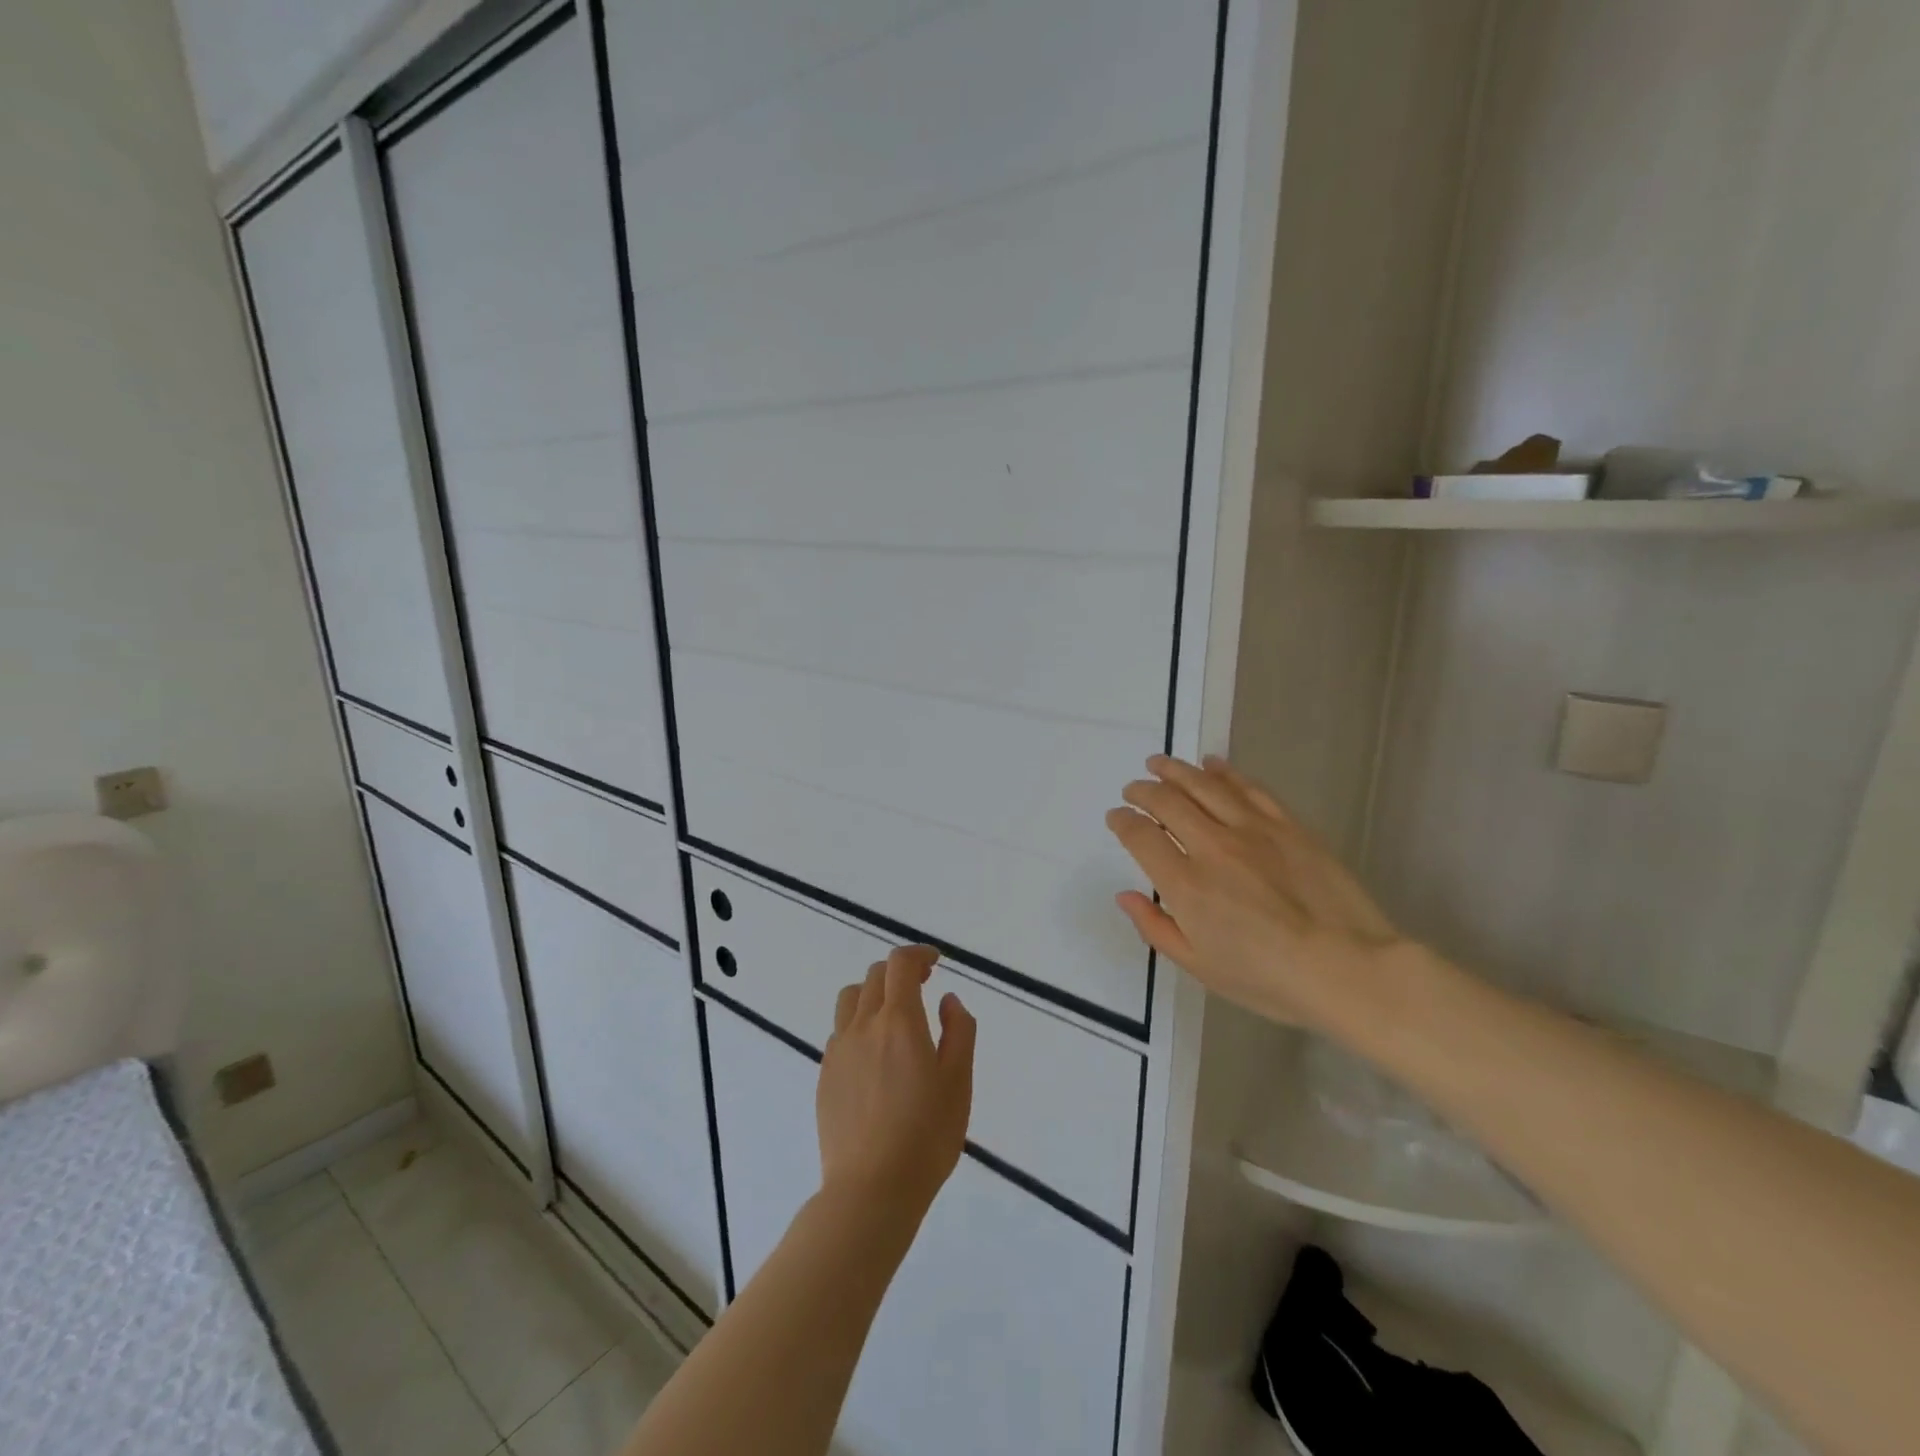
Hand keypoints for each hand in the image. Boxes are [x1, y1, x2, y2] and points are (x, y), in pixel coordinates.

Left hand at [818, 946, 975, 1227]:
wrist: (871, 1189)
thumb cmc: (926, 1135)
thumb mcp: (958, 1082)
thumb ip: (959, 1031)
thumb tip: (948, 1000)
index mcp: (899, 1021)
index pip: (900, 964)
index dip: (918, 954)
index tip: (935, 963)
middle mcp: (863, 1025)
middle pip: (875, 976)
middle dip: (900, 973)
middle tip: (922, 987)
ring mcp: (839, 1050)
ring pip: (850, 999)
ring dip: (873, 994)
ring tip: (893, 1016)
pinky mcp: (825, 1075)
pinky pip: (840, 1032)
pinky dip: (859, 1025)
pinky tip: (874, 1055)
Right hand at [1104, 754, 1406, 1028]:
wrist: (1347, 969)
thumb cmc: (1267, 979)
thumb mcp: (1199, 966)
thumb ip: (1156, 927)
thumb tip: (1125, 896)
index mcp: (1186, 885)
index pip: (1141, 837)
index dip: (1122, 821)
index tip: (1117, 817)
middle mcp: (1212, 848)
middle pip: (1167, 802)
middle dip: (1143, 791)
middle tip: (1134, 789)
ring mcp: (1252, 831)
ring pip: (1204, 785)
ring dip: (1176, 771)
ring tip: (1160, 763)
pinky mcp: (1287, 825)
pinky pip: (1249, 788)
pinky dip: (1226, 772)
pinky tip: (1213, 764)